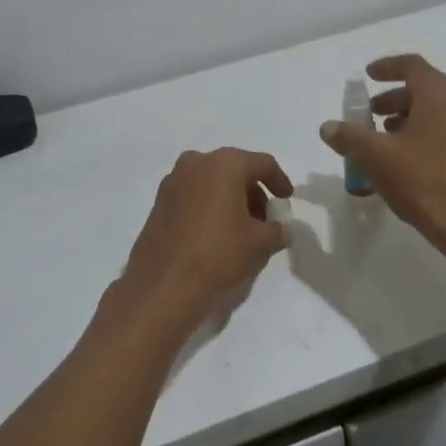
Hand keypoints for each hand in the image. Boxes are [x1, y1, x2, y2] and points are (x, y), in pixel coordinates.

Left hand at [104, 148, 293, 347]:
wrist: (164, 283)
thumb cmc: (218, 253)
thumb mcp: (260, 243)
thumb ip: (277, 229)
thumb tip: (280, 228)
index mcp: (225, 163)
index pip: (262, 163)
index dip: (279, 180)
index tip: (286, 199)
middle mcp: (197, 162)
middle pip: (235, 169)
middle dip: (253, 191)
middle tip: (264, 218)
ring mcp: (173, 180)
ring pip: (212, 181)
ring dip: (230, 198)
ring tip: (241, 228)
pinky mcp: (159, 200)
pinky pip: (194, 194)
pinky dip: (209, 204)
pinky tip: (216, 231)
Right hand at [320, 54, 445, 253]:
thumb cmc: (424, 181)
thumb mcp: (376, 157)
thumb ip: (349, 136)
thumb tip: (328, 127)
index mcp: (440, 93)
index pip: (411, 65)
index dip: (386, 67)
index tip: (368, 76)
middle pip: (426, 88)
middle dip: (395, 98)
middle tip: (372, 115)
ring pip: (441, 110)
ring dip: (412, 118)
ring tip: (388, 139)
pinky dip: (430, 134)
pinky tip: (412, 160)